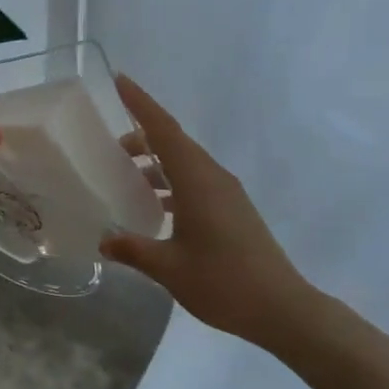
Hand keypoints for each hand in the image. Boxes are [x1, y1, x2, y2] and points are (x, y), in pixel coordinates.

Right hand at [101, 75, 313, 348]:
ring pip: (184, 163)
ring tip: (125, 180)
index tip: (119, 80)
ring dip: (156, 165)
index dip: (140, 102)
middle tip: (108, 150)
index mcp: (197, 179)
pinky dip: (171, 183)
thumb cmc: (224, 282)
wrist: (284, 309)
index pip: (163, 129)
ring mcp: (226, 193)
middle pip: (173, 142)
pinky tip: (154, 209)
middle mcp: (213, 177)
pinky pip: (195, 182)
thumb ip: (133, 249)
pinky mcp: (233, 210)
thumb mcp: (169, 268)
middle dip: (141, 139)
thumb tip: (104, 240)